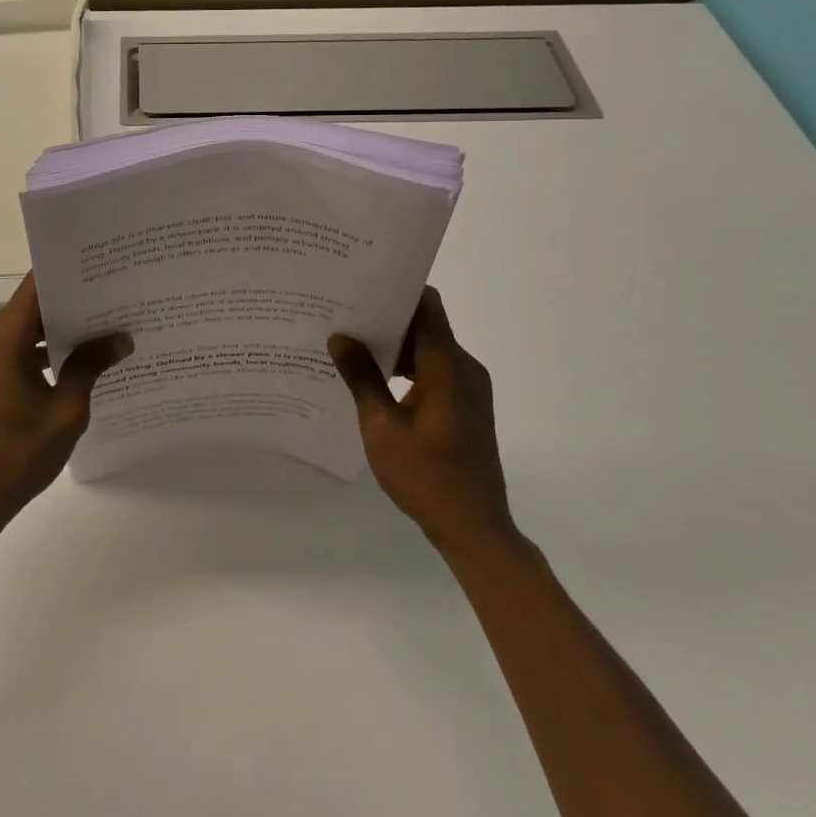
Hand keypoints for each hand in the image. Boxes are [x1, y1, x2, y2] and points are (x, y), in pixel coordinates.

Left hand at [0, 273, 131, 533]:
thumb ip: (91, 366)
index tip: (106, 271)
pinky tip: (77, 359)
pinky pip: (13, 346)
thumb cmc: (16, 456)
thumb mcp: (65, 411)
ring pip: (24, 326)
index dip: (71, 276)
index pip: (37, 286)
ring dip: (58, 330)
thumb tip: (123, 338)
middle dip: (73, 305)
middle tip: (117, 301)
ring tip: (105, 329)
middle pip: (32, 305)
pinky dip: (40, 349)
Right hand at [328, 288, 514, 555]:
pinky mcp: (465, 406)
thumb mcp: (382, 427)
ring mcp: (468, 388)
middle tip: (342, 318)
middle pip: (425, 326)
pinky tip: (372, 383)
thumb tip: (340, 337)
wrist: (475, 529)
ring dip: (393, 348)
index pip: (426, 305)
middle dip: (385, 320)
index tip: (360, 287)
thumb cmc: (427, 477)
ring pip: (427, 350)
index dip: (396, 291)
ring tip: (350, 348)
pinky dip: (406, 370)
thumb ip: (362, 378)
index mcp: (447, 366)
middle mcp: (463, 368)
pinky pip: (433, 372)